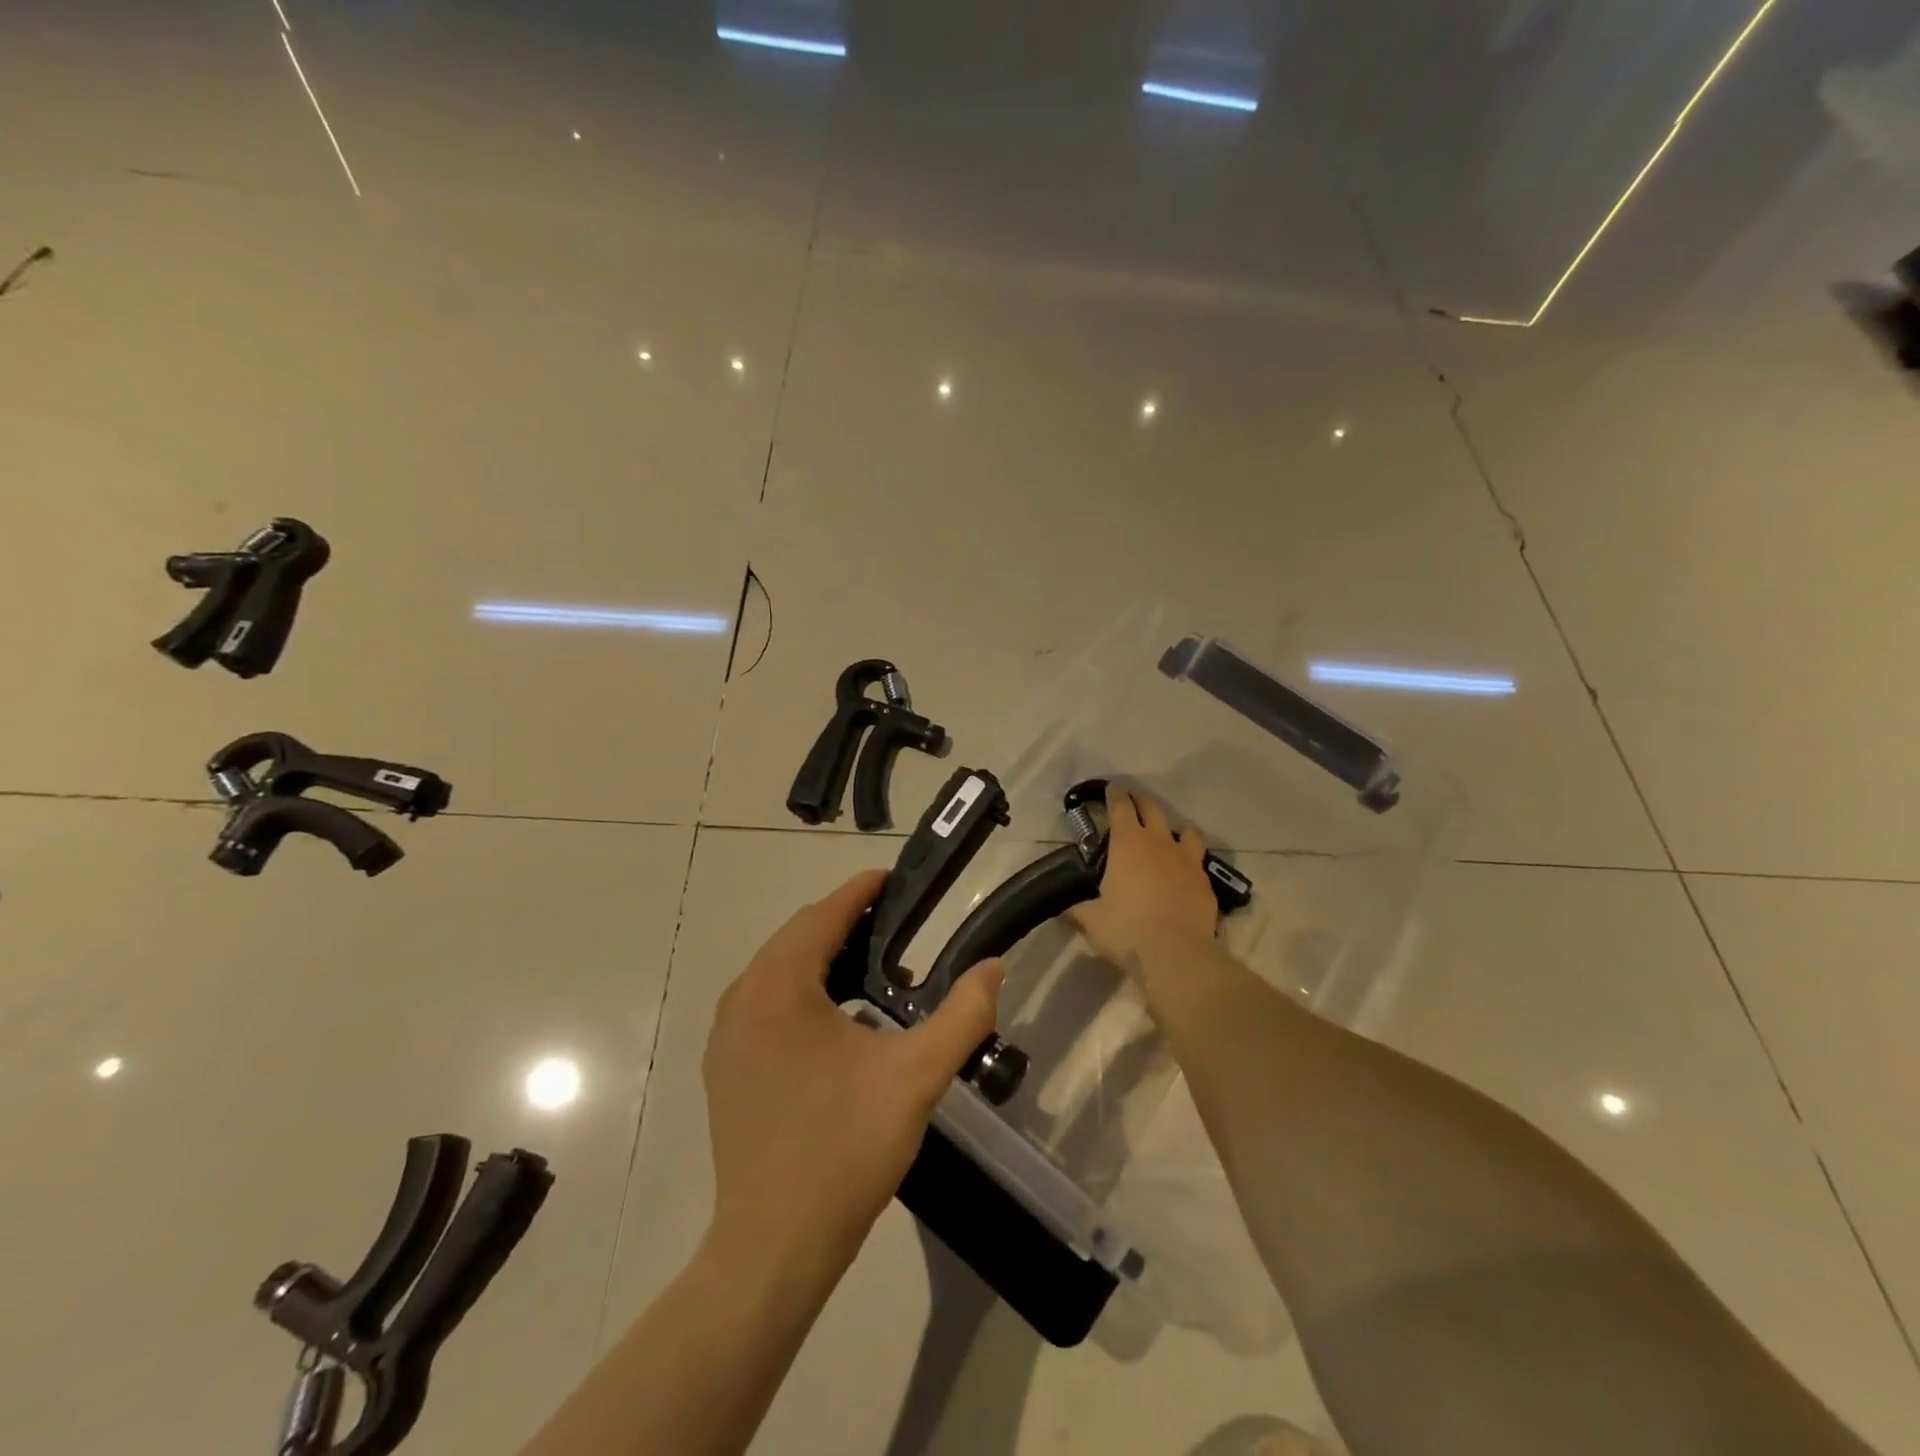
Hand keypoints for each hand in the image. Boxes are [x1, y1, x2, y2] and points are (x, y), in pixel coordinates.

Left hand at [702, 870, 1004, 1278]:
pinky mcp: (726, 1066)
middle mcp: (742, 999)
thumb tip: (994, 967)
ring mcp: (726, 1035)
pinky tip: (841, 1018)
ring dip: (826, 957)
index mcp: (779, 987)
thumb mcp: (915, 1077)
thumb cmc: (844, 1150)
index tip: (896, 879)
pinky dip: (803, 990)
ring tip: (879, 969)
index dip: (861, 890)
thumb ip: (962, 1014)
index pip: (822, 914)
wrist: (773, 1246)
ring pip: (780, 969)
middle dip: (846, 922)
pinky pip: (766, 1001)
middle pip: (798, 937)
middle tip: (899, 926)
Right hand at [1069, 785, 1218, 978]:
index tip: (1110, 790)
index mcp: (1128, 844)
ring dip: (1175, 829)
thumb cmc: (1126, 930)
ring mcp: (1187, 860)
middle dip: (1142, 802)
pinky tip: (1184, 873)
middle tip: (1134, 804)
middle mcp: (1159, 843)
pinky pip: (1199, 861)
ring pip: (1186, 831)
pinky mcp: (1205, 881)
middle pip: (1153, 808)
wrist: (1176, 954)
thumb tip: (1062, 908)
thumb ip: (1078, 909)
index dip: (1114, 795)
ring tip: (1169, 837)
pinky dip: (1190, 861)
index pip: (1120, 807)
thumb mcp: (1092, 920)